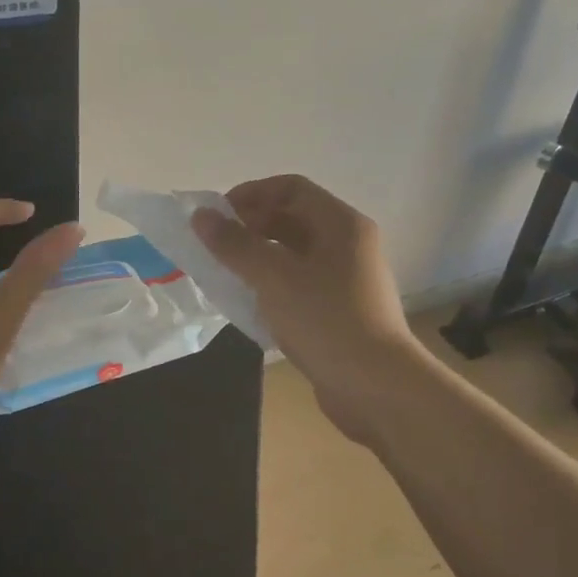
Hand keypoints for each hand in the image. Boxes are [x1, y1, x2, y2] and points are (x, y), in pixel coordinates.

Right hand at [191, 175, 429, 444]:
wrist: (376, 387)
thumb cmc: (326, 320)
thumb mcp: (274, 278)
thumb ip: (235, 245)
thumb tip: (200, 216)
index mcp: (341, 224)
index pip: (291, 188)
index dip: (251, 194)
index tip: (217, 215)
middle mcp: (348, 245)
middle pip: (293, 220)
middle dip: (251, 227)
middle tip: (215, 245)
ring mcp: (346, 280)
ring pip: (294, 255)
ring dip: (258, 258)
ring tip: (224, 273)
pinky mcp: (340, 312)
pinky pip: (299, 285)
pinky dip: (272, 286)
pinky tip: (248, 303)